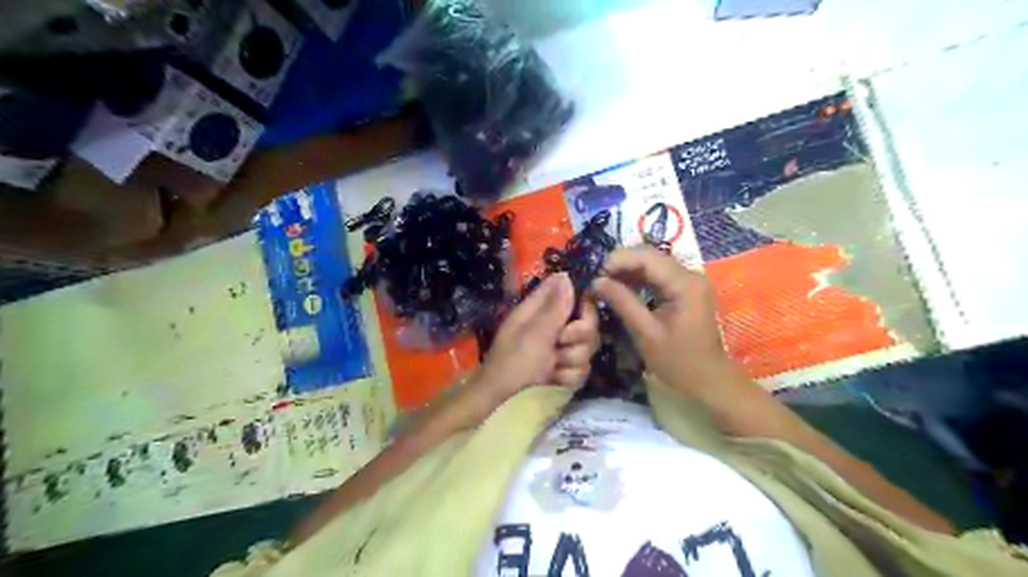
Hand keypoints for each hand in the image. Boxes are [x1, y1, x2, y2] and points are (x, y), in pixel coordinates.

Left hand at [477, 276, 599, 405]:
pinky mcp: (566, 370)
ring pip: (587, 349)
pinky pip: (583, 369)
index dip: (583, 305)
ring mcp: (561, 350)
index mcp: (541, 310)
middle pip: (588, 325)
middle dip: (576, 339)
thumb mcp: (534, 334)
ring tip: (550, 368)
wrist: (502, 401)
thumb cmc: (513, 363)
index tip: (579, 317)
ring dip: (570, 361)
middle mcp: (554, 326)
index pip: (574, 295)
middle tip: (558, 345)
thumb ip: (554, 307)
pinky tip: (553, 380)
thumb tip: (566, 274)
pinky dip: (568, 377)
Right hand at [590, 243, 734, 400]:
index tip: (595, 274)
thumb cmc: (678, 362)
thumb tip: (596, 281)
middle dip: (621, 264)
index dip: (619, 260)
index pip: (647, 257)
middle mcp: (690, 275)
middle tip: (597, 279)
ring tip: (606, 284)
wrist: (709, 380)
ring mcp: (690, 281)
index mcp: (685, 284)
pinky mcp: (686, 289)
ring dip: (628, 270)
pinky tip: (622, 289)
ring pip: (653, 263)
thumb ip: (622, 302)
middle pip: (650, 256)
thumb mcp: (646, 333)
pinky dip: (638, 279)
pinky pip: (658, 275)